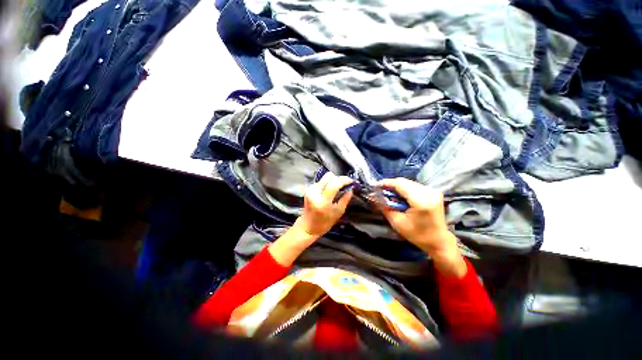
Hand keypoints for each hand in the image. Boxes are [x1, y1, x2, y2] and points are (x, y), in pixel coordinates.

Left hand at [269, 172, 353, 266]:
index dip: (344, 180)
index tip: (351, 181)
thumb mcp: (338, 212)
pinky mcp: (308, 189)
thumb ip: (345, 199)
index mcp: (323, 201)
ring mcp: (310, 190)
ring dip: (333, 181)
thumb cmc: (325, 222)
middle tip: (345, 184)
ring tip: (338, 188)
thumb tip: (351, 188)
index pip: (334, 184)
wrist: (308, 226)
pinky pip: (321, 181)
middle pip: (328, 176)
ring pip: (325, 178)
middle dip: (338, 179)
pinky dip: (327, 183)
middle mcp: (314, 193)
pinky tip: (330, 190)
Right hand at [378, 178, 466, 277]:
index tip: (376, 185)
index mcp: (421, 201)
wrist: (440, 241)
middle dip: (391, 185)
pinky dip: (405, 189)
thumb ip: (385, 208)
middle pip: (404, 181)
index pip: (400, 184)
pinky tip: (401, 196)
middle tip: (381, 191)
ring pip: (409, 182)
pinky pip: (415, 186)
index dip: (387, 183)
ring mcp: (433, 191)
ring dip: (398, 187)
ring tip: (390, 194)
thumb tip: (374, 197)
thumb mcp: (397, 223)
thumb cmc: (418, 235)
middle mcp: (429, 192)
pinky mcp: (434, 192)